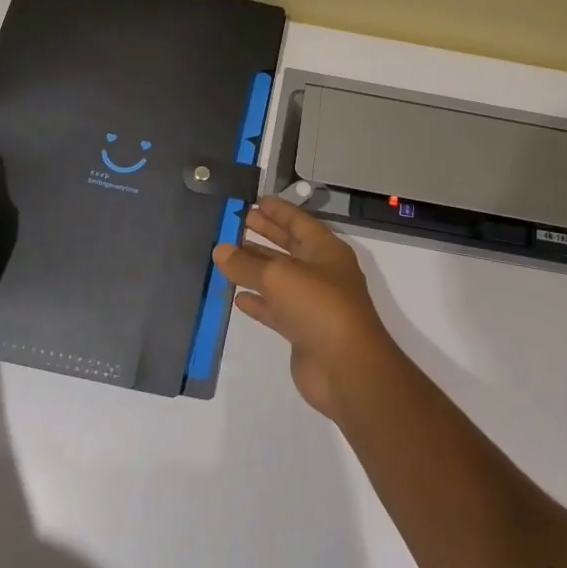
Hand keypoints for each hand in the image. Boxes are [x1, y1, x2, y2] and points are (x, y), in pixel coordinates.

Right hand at [215, 197, 398, 420]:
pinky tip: (237, 298)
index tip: (255, 200)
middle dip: (266, 234)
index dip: (278, 210)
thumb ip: (246, 264)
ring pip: (279, 279)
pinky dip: (258, 301)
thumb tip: (220, 250)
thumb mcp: (279, 277)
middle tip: (239, 222)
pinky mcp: (302, 330)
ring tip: (227, 256)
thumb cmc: (318, 306)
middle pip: (289, 247)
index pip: (298, 222)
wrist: (346, 367)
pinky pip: (276, 309)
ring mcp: (312, 303)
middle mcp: (321, 272)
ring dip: (256, 268)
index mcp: (326, 250)